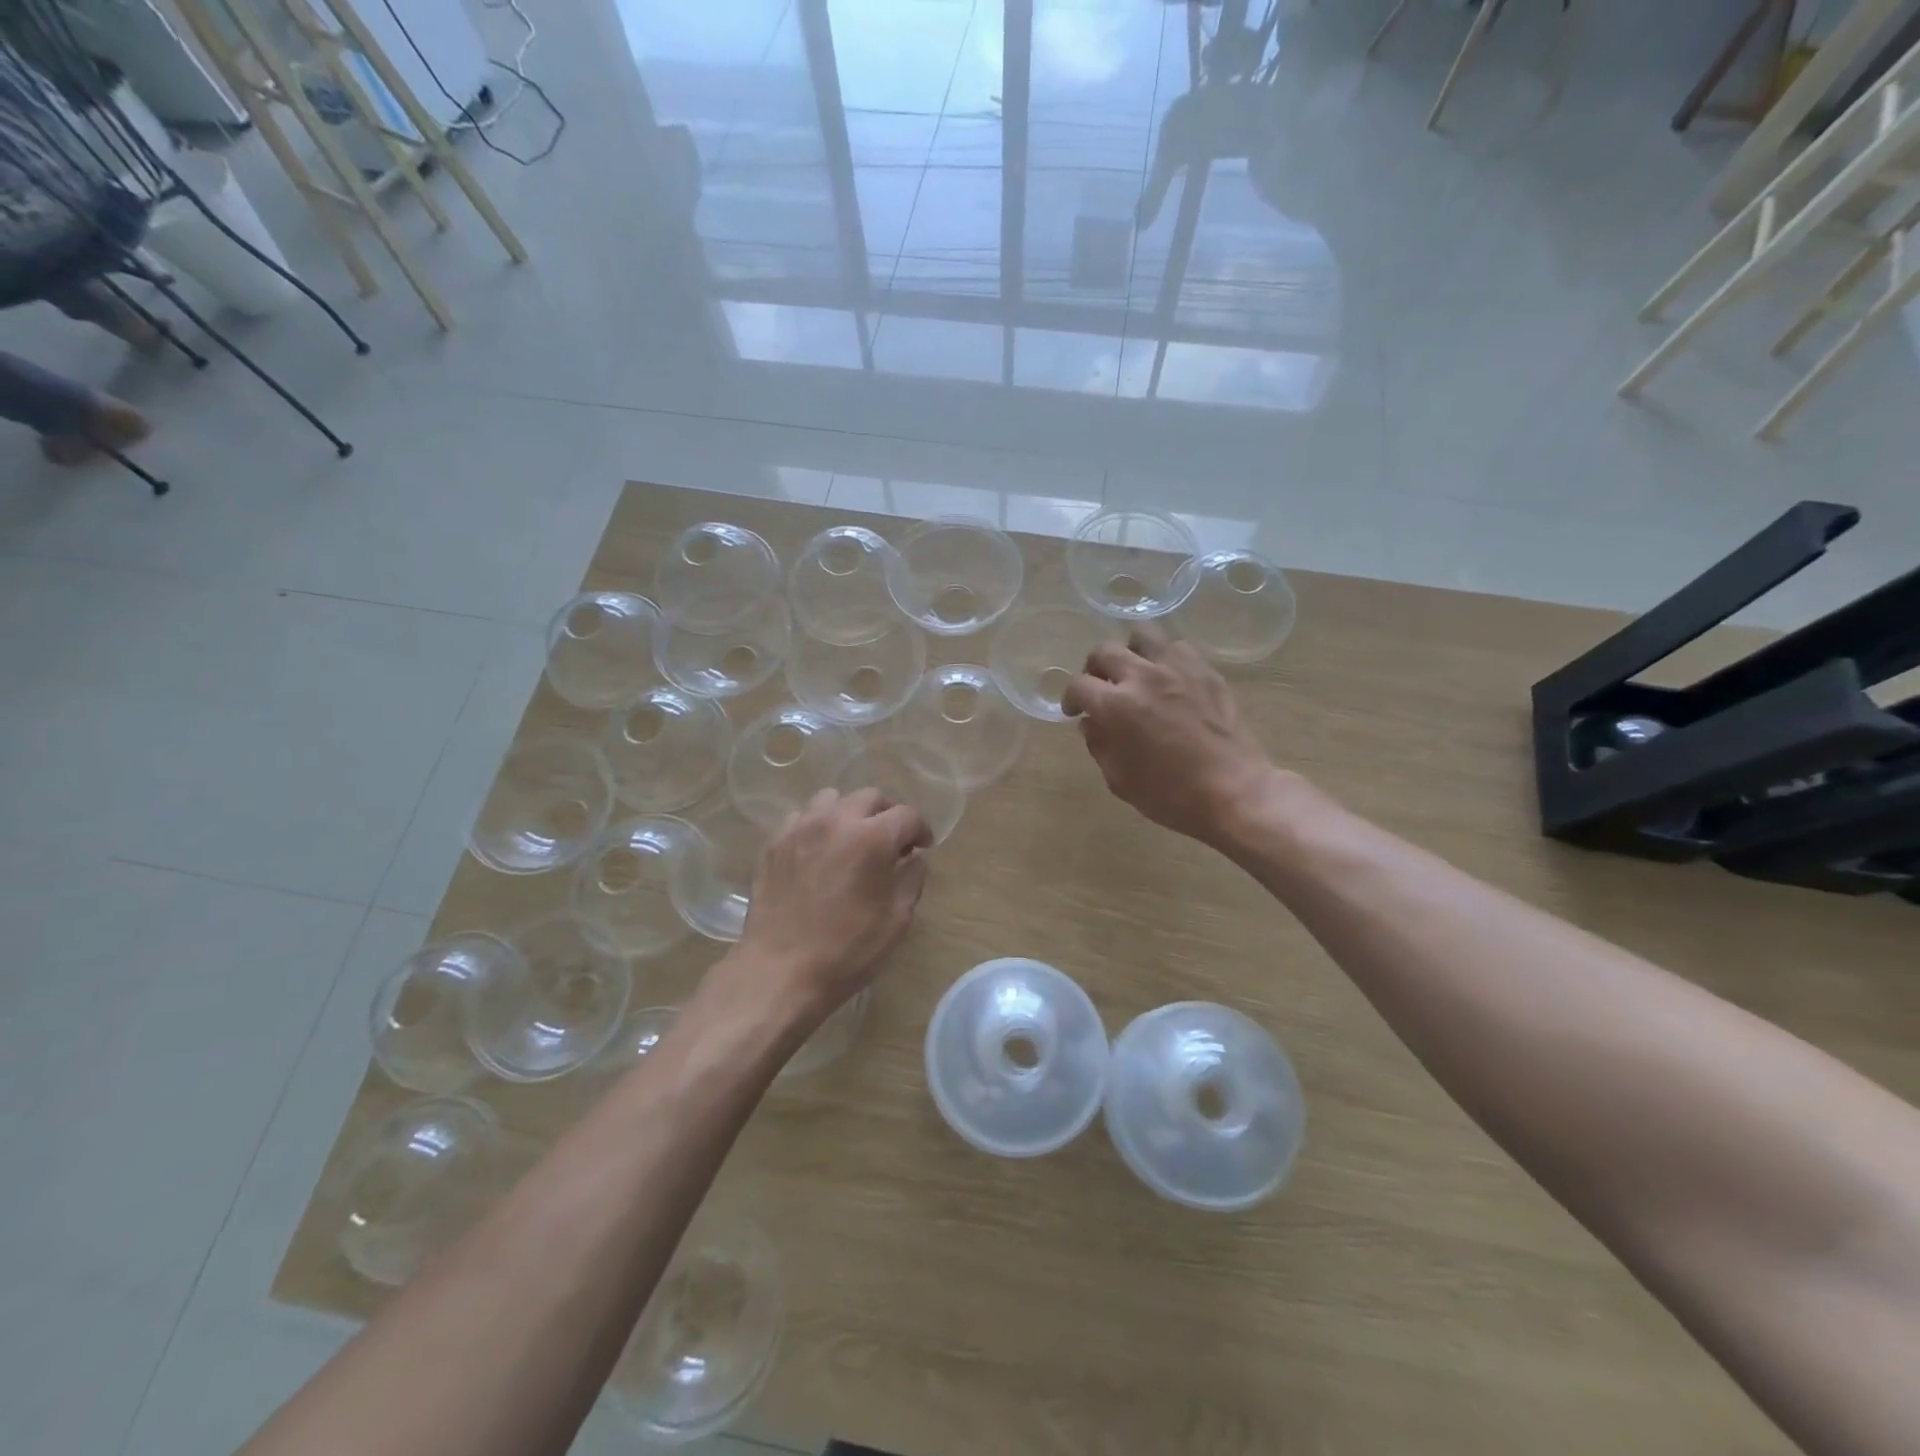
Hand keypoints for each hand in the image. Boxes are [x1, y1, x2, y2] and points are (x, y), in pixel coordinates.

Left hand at [733, 787, 931, 1027]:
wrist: (780, 971)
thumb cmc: (847, 950)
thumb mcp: (896, 920)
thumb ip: (912, 880)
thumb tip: (915, 858)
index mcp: (873, 838)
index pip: (907, 815)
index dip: (921, 829)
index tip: (922, 847)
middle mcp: (837, 821)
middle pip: (870, 797)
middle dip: (887, 814)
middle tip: (890, 842)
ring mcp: (801, 828)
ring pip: (831, 799)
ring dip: (849, 813)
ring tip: (851, 840)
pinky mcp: (774, 843)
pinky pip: (800, 818)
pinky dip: (816, 827)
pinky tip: (818, 853)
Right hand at [1062, 624, 1275, 846]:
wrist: (1234, 792)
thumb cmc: (1171, 795)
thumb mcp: (1120, 780)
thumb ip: (1099, 745)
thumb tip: (1091, 723)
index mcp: (1116, 706)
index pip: (1079, 685)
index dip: (1070, 698)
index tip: (1075, 711)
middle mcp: (1143, 677)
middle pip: (1104, 651)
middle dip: (1094, 669)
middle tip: (1101, 688)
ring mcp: (1178, 669)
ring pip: (1143, 635)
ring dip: (1131, 652)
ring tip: (1135, 672)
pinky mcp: (1206, 671)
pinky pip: (1178, 648)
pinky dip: (1165, 658)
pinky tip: (1168, 679)